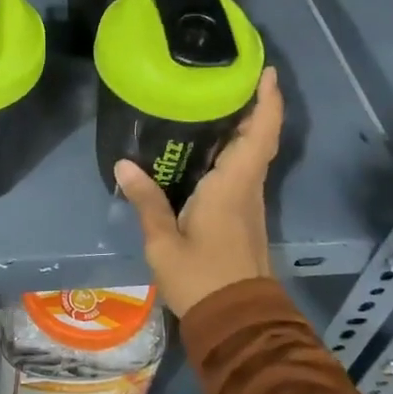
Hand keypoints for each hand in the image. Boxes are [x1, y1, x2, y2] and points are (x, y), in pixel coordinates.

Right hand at [115, 66, 282, 317]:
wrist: (237, 323)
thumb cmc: (202, 278)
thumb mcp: (164, 242)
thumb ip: (147, 201)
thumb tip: (124, 164)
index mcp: (233, 185)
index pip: (260, 133)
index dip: (268, 100)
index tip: (266, 71)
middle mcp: (247, 187)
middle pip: (259, 137)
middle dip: (253, 105)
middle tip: (227, 77)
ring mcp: (249, 203)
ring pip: (252, 154)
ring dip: (243, 126)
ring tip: (212, 101)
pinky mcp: (243, 216)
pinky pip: (242, 170)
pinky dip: (233, 150)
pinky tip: (205, 147)